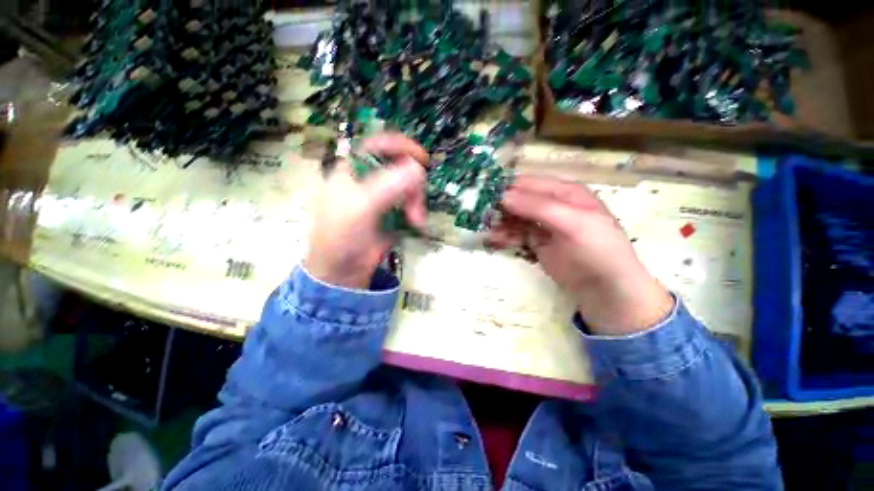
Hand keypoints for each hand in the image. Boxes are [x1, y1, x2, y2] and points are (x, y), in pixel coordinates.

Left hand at [303, 133, 427, 288]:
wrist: (338, 276)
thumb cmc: (340, 236)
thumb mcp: (362, 206)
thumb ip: (390, 183)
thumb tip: (418, 168)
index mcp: (350, 170)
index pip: (377, 144)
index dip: (400, 146)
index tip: (421, 157)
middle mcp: (363, 180)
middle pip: (398, 166)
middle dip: (412, 182)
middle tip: (416, 201)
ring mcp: (376, 198)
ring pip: (406, 185)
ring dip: (415, 200)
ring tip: (416, 220)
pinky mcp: (386, 216)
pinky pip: (407, 204)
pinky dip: (414, 212)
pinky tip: (415, 224)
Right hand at [490, 175, 673, 334]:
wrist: (609, 290)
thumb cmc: (598, 248)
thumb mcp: (573, 222)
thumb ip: (539, 207)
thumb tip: (502, 195)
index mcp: (567, 192)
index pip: (532, 183)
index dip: (508, 186)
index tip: (481, 191)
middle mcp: (556, 205)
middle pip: (522, 199)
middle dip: (500, 203)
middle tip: (474, 211)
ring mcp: (548, 228)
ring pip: (518, 218)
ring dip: (500, 221)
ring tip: (479, 226)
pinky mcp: (542, 249)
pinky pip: (520, 237)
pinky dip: (506, 237)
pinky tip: (491, 240)